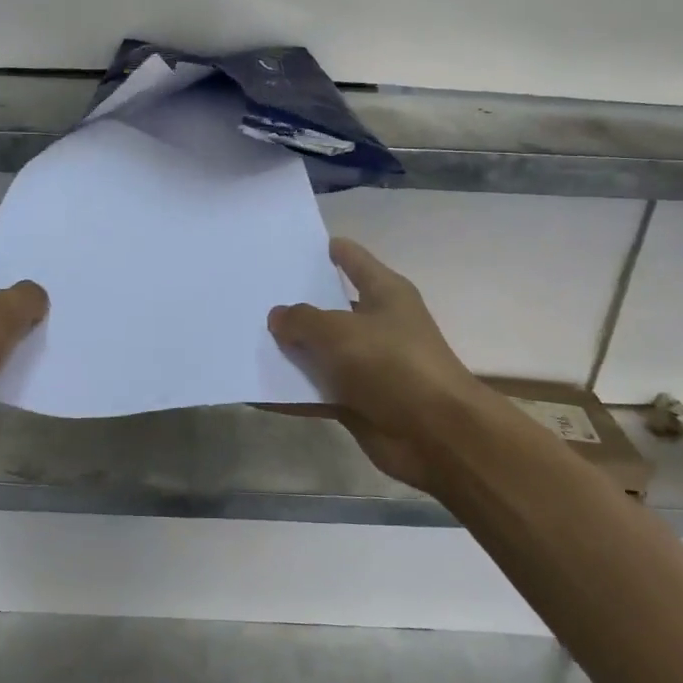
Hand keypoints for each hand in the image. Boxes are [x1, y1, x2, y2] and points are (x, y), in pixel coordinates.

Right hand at [268, 237, 482, 494]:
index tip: (291, 247)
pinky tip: (257, 391)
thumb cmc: (392, 364)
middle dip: (295, 304)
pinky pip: (317, 390)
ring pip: (320, 352)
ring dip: (289, 351)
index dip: (327, 250)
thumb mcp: (340, 331)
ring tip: (245, 340)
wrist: (436, 435)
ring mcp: (368, 365)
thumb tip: (277, 316)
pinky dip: (292, 392)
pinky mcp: (358, 401)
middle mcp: (377, 324)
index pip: (352, 260)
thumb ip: (302, 320)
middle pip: (330, 308)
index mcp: (385, 293)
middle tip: (252, 295)